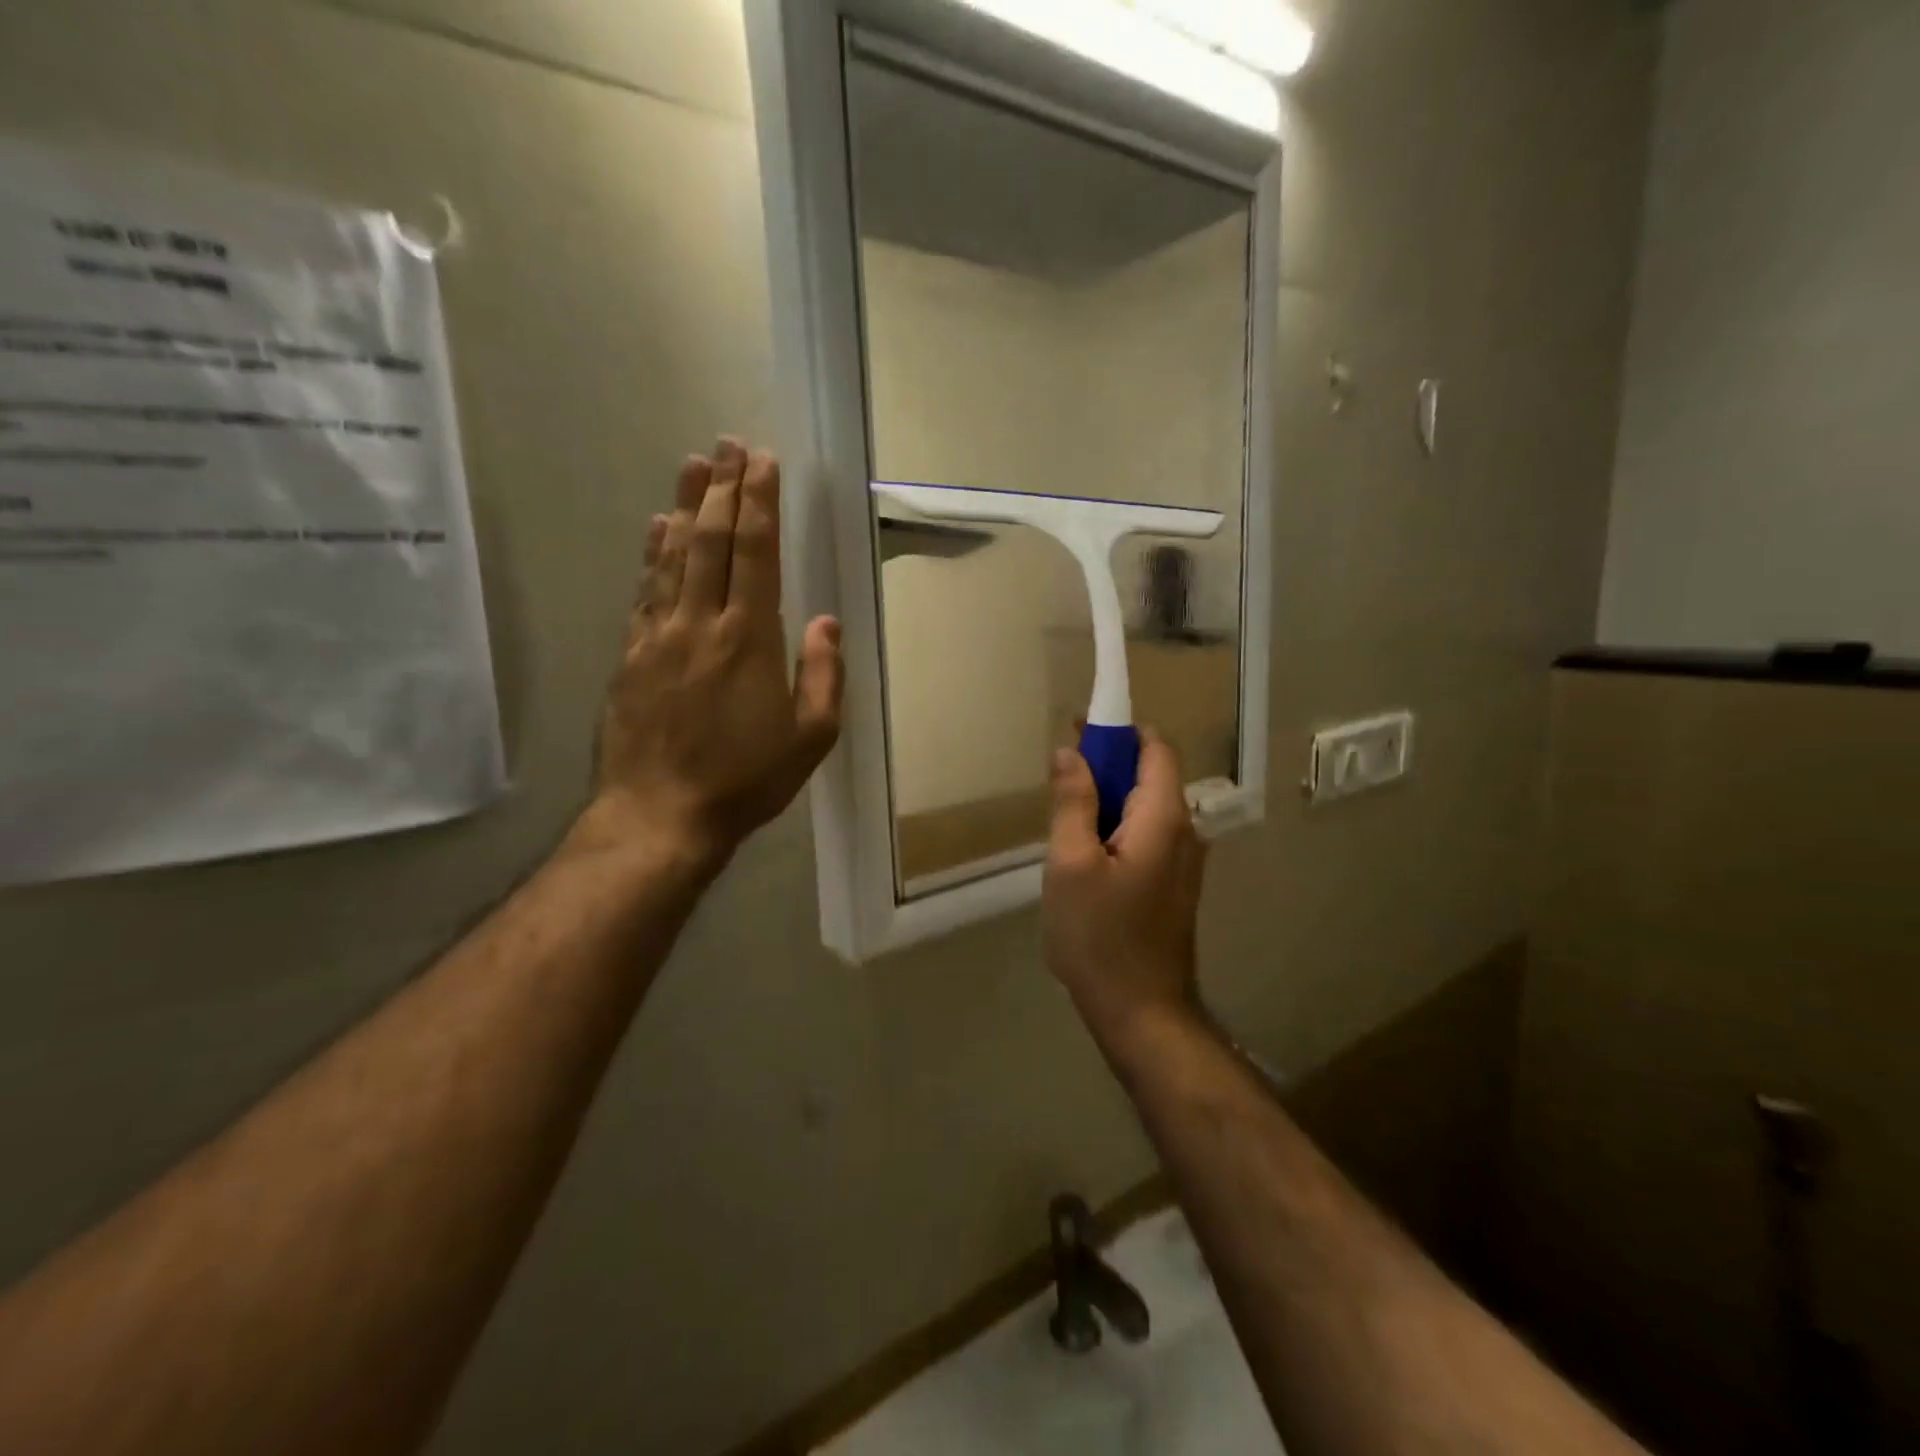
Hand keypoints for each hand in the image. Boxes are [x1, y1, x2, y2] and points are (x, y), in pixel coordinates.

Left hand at [576, 439, 843, 869]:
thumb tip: (825, 621)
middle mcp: (700, 623)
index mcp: (748, 638)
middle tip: (729, 444)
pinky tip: (657, 528)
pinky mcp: (631, 655)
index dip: (759, 503)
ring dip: (686, 506)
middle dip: (723, 488)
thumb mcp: (810, 738)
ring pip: (672, 556)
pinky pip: (644, 590)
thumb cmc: (745, 780)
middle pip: (710, 540)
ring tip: (694, 464)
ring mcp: (659, 636)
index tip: (762, 461)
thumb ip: (823, 675)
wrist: (660, 815)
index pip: (755, 553)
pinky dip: (653, 553)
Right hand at [1043, 729, 1207, 1055]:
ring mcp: (1184, 861)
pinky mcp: (1173, 885)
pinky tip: (1084, 858)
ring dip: (1107, 801)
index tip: (1078, 733)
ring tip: (1065, 825)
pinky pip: (1145, 836)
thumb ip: (1072, 802)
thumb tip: (1069, 751)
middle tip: (1059, 783)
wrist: (1142, 1013)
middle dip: (1106, 766)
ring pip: (1144, 808)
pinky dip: (1116, 829)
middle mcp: (1186, 831)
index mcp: (1164, 818)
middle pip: (1150, 775)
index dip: (1120, 730)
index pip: (1156, 747)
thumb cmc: (1101, 937)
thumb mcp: (1070, 864)